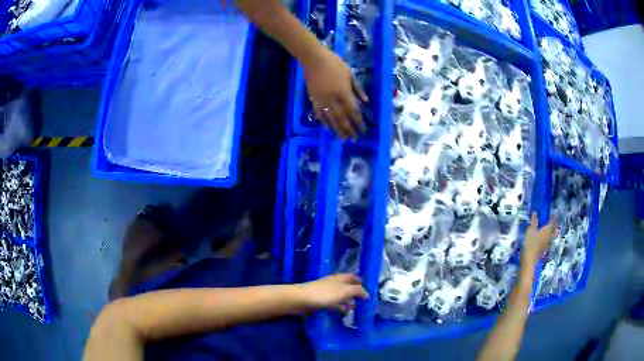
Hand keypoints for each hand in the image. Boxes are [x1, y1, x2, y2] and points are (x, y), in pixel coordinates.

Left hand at [298, 274, 368, 311]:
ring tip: (356, 308)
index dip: (360, 282)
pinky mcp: (320, 301)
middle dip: (355, 293)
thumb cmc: (325, 294)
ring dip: (348, 301)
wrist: (301, 299)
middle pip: (347, 286)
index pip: (353, 277)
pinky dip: (340, 307)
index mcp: (340, 278)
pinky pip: (334, 303)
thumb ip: (357, 291)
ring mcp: (326, 292)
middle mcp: (334, 283)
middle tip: (364, 301)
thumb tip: (367, 293)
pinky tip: (344, 312)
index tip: (368, 289)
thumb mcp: (344, 291)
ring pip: (341, 295)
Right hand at [304, 47, 368, 138]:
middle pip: (342, 119)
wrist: (313, 59)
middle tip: (354, 139)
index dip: (358, 122)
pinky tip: (328, 128)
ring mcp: (322, 101)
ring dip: (337, 130)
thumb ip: (358, 89)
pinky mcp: (313, 100)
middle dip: (349, 130)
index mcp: (343, 92)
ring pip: (330, 119)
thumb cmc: (334, 63)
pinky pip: (319, 114)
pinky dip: (324, 122)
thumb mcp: (350, 74)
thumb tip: (366, 101)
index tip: (363, 130)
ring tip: (342, 139)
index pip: (353, 112)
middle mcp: (333, 100)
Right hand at [521, 212, 556, 263]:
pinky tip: (545, 240)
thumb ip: (533, 221)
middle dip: (555, 226)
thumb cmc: (530, 242)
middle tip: (554, 223)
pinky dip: (548, 239)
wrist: (530, 259)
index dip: (553, 217)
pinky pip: (549, 242)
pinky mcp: (545, 250)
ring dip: (552, 233)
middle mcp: (550, 236)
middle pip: (555, 230)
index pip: (552, 221)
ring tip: (550, 231)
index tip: (554, 213)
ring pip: (552, 237)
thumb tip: (535, 212)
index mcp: (547, 229)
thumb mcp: (530, 230)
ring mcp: (548, 244)